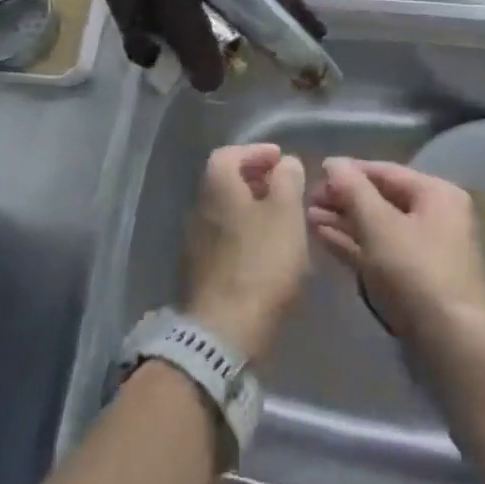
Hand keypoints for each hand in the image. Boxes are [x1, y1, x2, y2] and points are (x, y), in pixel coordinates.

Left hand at [184, 144, 310, 361]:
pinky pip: (225, 237)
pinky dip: (246, 233)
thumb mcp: (286, 213)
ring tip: (282, 219)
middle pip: (227, 181)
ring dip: (252, 208)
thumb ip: (288, 180)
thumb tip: (285, 163)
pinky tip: (268, 249)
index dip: (256, 152)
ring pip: (227, 210)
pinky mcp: (201, 270)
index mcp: (217, 185)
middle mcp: (200, 206)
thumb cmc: (261, 262)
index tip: (281, 160)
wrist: (225, 331)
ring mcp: (196, 240)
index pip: (230, 153)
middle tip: (285, 187)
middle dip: (256, 179)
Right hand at [308, 159, 484, 353]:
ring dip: (344, 222)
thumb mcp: (378, 225)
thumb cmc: (414, 273)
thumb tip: (333, 162)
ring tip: (308, 218)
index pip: (385, 172)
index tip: (314, 174)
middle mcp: (436, 217)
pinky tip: (323, 238)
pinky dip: (354, 245)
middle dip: (344, 199)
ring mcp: (426, 251)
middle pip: (382, 199)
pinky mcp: (414, 281)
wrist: (448, 347)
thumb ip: (353, 189)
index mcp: (437, 194)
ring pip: (378, 228)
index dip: (349, 172)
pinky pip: (380, 252)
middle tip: (307, 201)